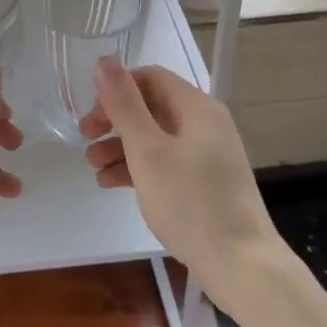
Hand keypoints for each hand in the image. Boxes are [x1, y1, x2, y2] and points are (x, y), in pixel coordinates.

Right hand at [79, 57, 282, 309]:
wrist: (241, 265)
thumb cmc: (191, 202)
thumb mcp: (148, 151)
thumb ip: (125, 105)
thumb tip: (105, 61)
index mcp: (197, 108)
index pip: (150, 77)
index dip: (116, 89)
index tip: (91, 115)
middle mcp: (205, 123)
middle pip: (151, 106)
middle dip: (115, 120)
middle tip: (85, 138)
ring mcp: (207, 154)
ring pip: (156, 137)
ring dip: (121, 146)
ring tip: (93, 167)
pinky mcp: (205, 182)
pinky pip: (166, 162)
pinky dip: (138, 167)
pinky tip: (111, 183)